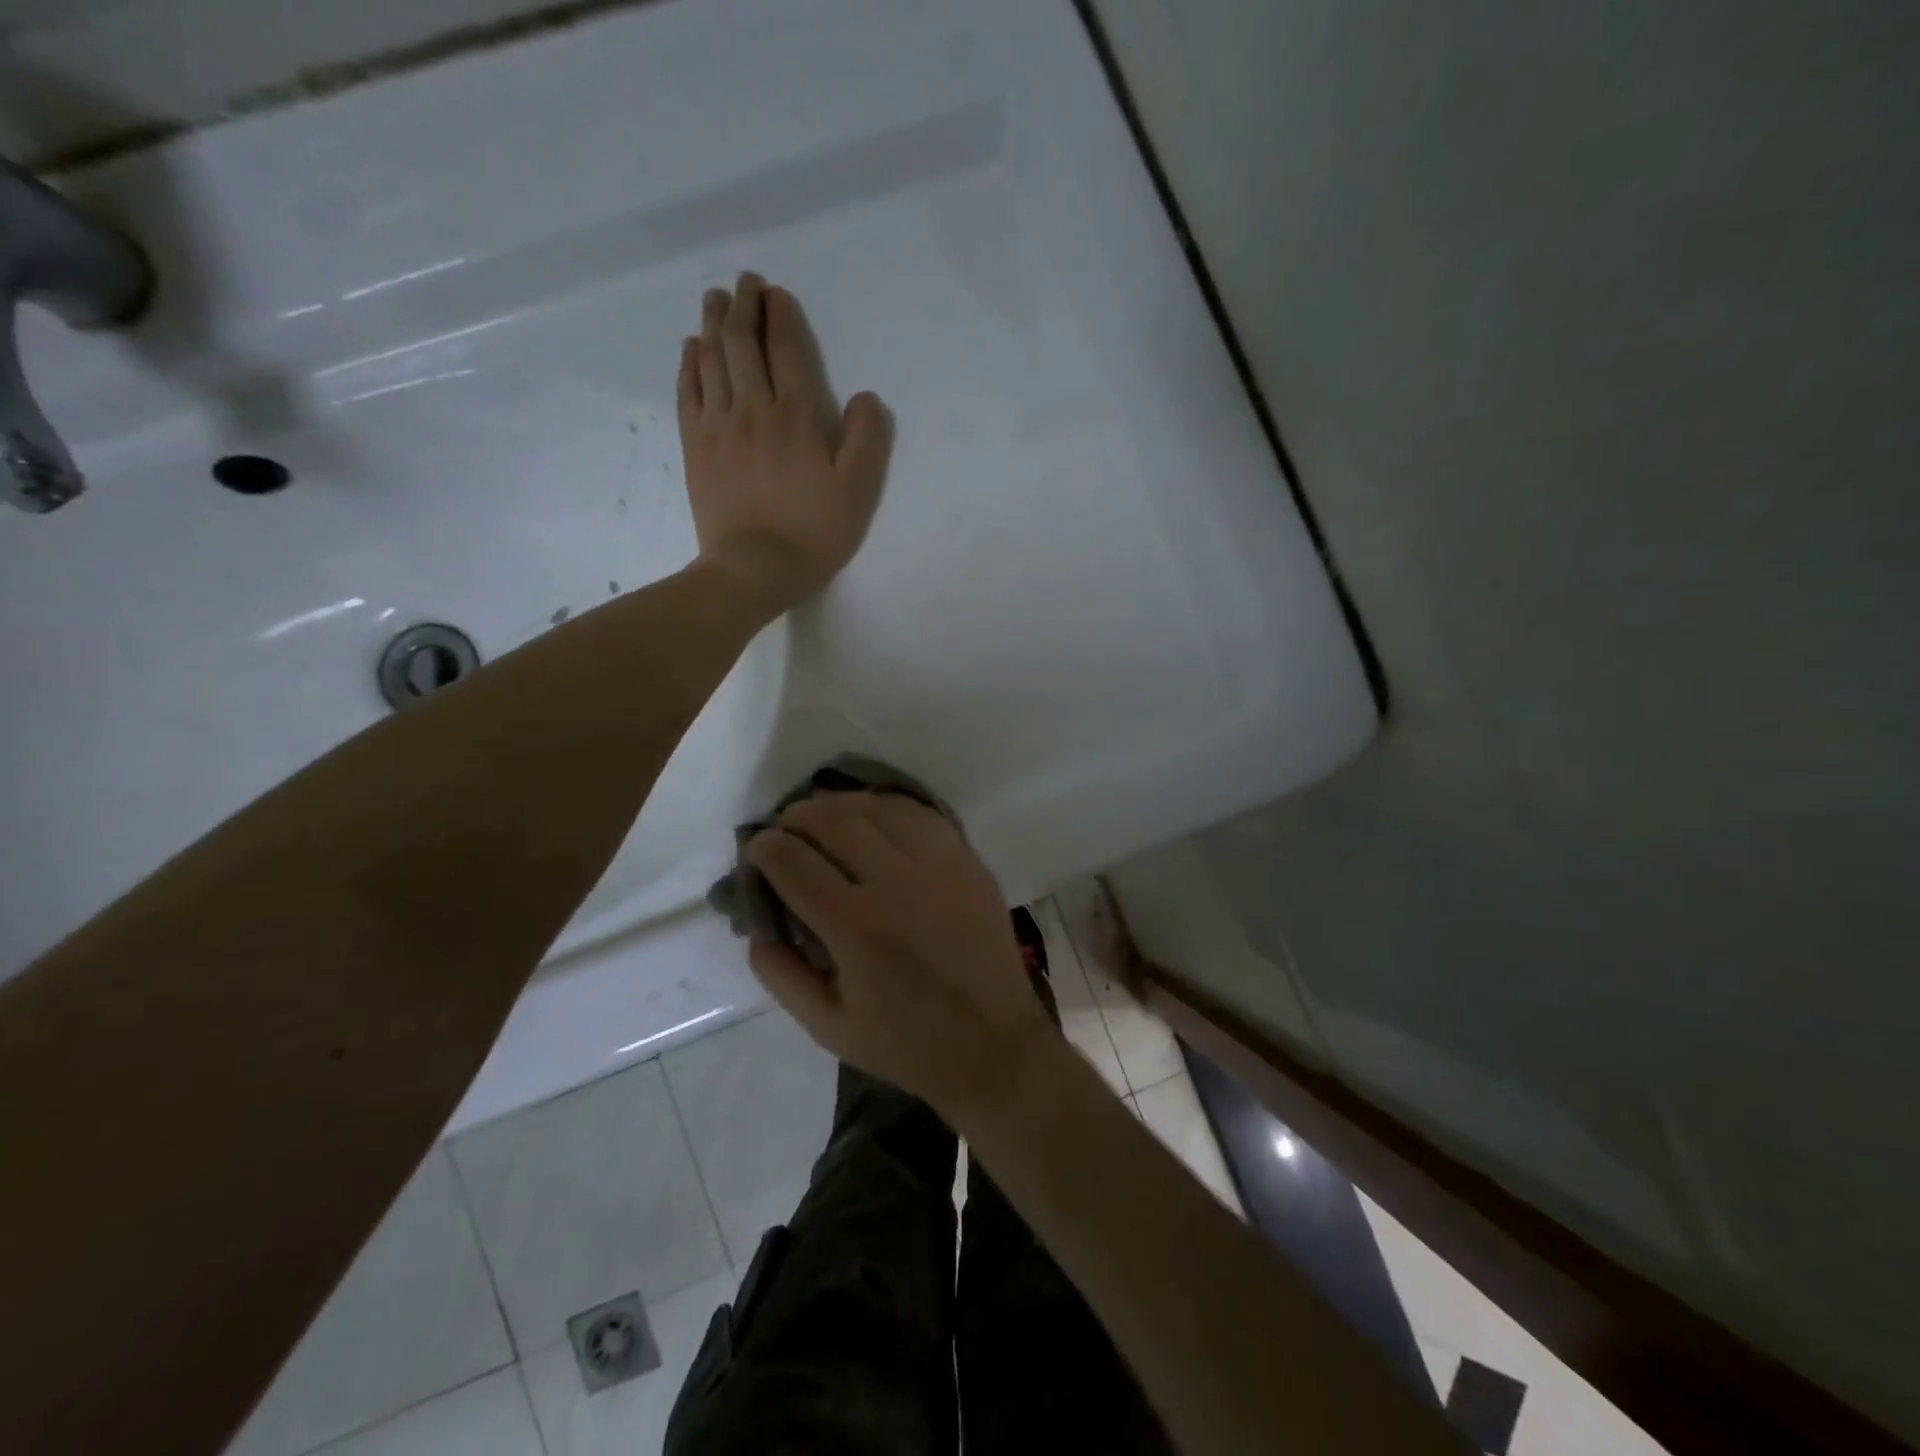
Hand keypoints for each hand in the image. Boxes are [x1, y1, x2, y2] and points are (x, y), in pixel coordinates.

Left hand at [678, 274, 892, 613]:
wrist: (752, 570)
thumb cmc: (812, 534)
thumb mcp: (858, 493)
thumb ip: (867, 440)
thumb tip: (865, 398)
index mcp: (796, 417)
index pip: (786, 349)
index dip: (782, 315)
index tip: (776, 293)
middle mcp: (753, 408)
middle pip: (742, 342)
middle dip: (744, 305)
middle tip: (745, 283)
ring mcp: (718, 426)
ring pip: (712, 358)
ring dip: (714, 322)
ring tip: (717, 299)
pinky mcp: (696, 446)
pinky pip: (689, 390)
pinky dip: (690, 361)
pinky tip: (692, 346)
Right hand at [743, 792, 1057, 1116]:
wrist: (994, 1043)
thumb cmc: (907, 1043)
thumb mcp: (828, 1027)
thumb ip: (781, 975)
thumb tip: (755, 927)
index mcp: (857, 927)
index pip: (794, 862)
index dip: (765, 848)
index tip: (757, 848)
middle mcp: (897, 882)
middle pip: (835, 821)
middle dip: (798, 816)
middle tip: (786, 827)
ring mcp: (939, 864)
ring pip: (879, 807)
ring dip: (842, 804)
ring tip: (826, 815)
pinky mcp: (968, 861)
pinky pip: (921, 814)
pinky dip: (888, 807)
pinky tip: (875, 817)